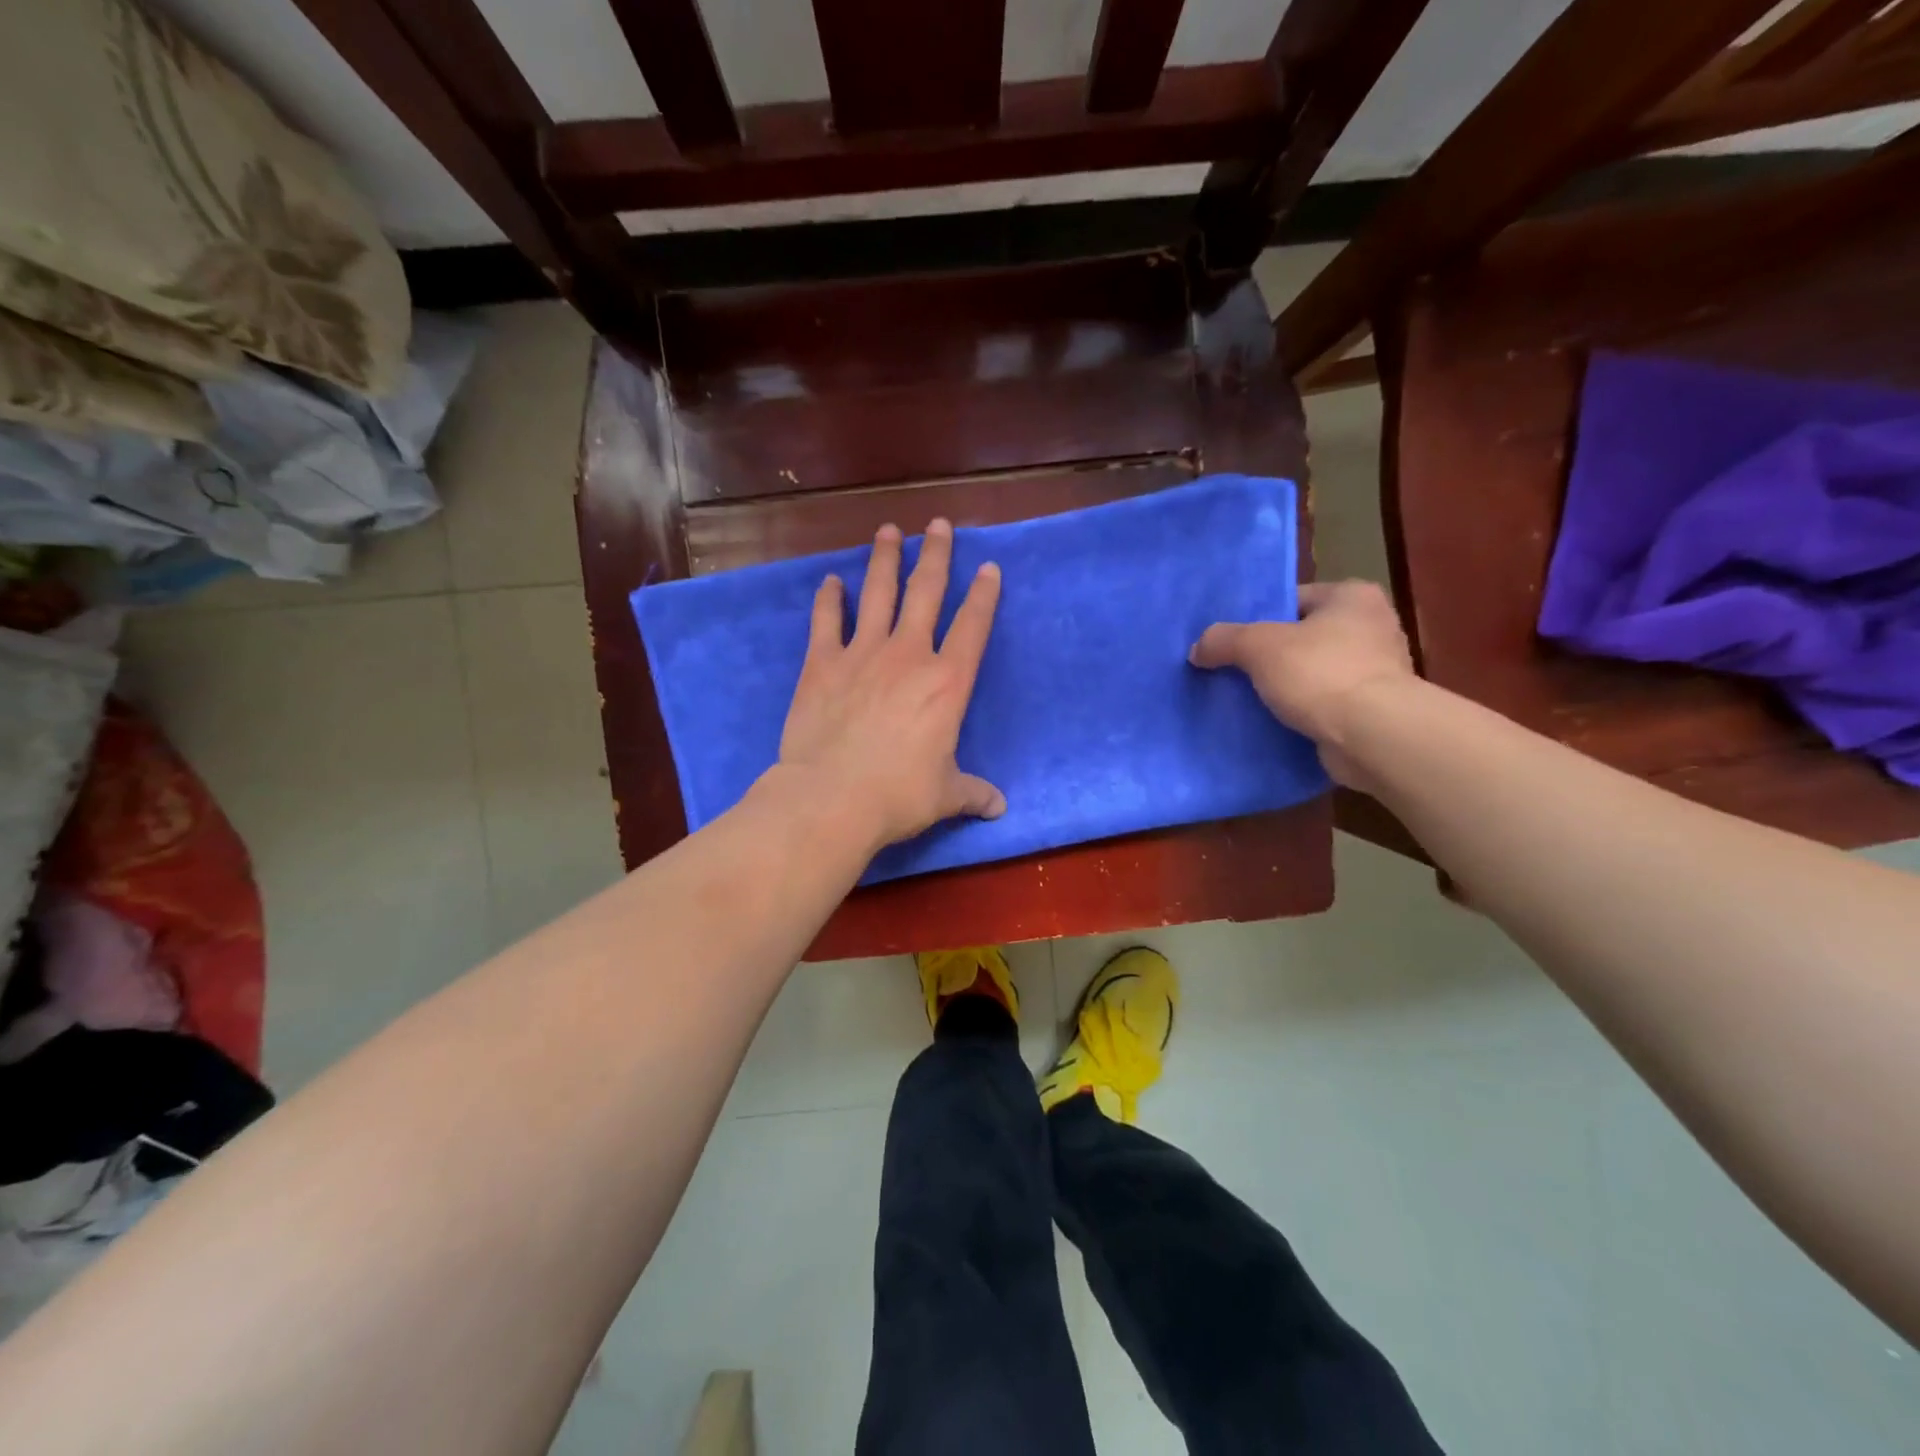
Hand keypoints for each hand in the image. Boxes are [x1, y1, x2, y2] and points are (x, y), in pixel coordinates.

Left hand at [777, 519, 1004, 850]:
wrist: (832, 797)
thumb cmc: (899, 795)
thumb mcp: (946, 795)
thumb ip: (974, 793)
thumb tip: (1000, 807)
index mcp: (947, 683)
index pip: (973, 627)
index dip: (984, 595)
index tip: (989, 567)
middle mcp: (909, 655)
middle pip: (926, 592)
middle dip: (936, 554)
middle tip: (939, 524)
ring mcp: (862, 654)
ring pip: (878, 593)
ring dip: (885, 560)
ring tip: (888, 530)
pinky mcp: (822, 664)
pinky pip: (827, 622)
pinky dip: (829, 600)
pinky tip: (831, 581)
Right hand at [1189, 580, 1413, 786]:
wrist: (1373, 736)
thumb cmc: (1321, 673)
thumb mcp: (1258, 646)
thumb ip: (1223, 640)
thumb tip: (1197, 649)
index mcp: (1353, 597)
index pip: (1294, 599)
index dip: (1259, 618)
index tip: (1233, 642)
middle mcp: (1373, 627)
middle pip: (1304, 637)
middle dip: (1271, 655)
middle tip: (1233, 671)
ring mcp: (1378, 671)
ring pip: (1314, 673)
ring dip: (1286, 687)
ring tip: (1248, 700)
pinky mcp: (1375, 710)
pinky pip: (1326, 704)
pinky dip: (1304, 713)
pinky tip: (1275, 723)